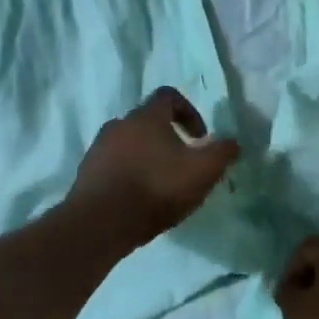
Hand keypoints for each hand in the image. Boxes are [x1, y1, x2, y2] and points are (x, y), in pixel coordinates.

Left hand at [66, 88, 238, 251]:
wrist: (100, 223)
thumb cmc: (156, 188)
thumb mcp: (203, 171)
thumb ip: (222, 152)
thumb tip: (232, 143)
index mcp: (147, 117)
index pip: (168, 96)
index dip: (189, 112)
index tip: (200, 138)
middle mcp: (118, 124)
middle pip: (147, 121)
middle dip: (167, 138)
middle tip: (182, 164)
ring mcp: (98, 149)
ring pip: (128, 144)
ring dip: (146, 157)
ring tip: (159, 185)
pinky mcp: (85, 173)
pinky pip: (112, 165)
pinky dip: (127, 174)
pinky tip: (137, 199)